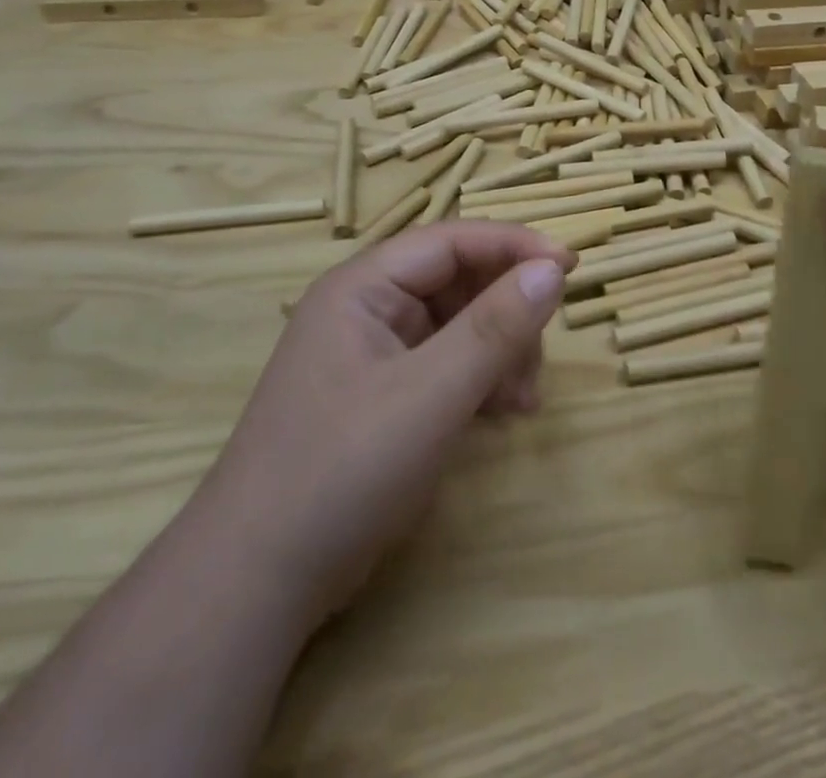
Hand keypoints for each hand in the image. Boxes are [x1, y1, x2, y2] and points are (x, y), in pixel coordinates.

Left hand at [197, 222, 573, 632]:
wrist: (256, 585)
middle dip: (507, 312)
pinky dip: (481, 379)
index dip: (513, 246)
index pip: (451, 240)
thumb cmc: (341, 471)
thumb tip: (553, 270)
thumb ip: (495, 328)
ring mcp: (374, 354)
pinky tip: (504, 413)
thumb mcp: (430, 395)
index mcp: (363, 287)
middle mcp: (368, 309)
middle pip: (458, 281)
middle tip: (537, 357)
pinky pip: (447, 364)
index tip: (570, 267)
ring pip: (459, 324)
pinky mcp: (383, 396)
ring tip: (521, 400)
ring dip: (499, 351)